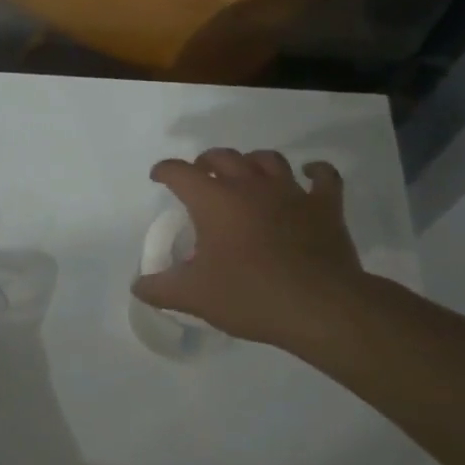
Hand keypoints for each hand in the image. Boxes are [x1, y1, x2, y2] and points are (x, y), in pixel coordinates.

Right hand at [131, 148, 365, 349]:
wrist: (319, 307)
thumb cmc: (249, 295)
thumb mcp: (193, 296)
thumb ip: (160, 289)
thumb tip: (138, 286)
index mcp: (214, 200)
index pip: (180, 173)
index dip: (165, 171)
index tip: (158, 177)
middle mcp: (250, 186)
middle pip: (223, 157)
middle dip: (206, 161)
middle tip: (199, 175)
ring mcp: (291, 192)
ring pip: (268, 160)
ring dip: (251, 161)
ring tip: (244, 174)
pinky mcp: (325, 207)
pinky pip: (323, 177)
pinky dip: (314, 172)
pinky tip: (308, 174)